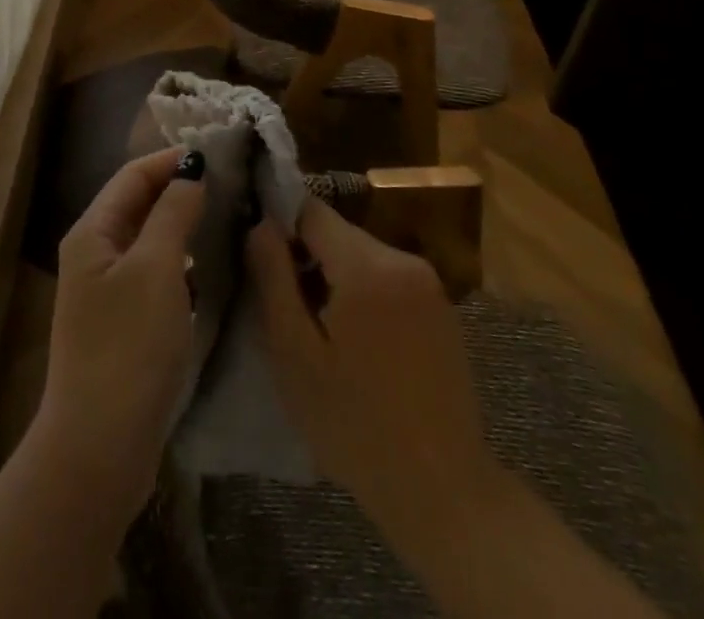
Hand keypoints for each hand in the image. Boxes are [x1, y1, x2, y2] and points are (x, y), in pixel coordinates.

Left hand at [36, 147, 205, 520]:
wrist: (100, 448)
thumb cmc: (128, 347)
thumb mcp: (156, 270)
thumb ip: (173, 213)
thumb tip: (190, 167)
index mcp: (93, 232)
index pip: (133, 175)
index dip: (171, 159)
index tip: (218, 154)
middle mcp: (95, 253)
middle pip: (139, 203)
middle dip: (180, 188)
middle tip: (232, 182)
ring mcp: (108, 291)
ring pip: (150, 239)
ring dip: (184, 224)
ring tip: (229, 215)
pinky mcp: (125, 323)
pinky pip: (156, 273)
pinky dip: (183, 261)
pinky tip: (213, 266)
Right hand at [246, 198, 498, 553]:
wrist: (443, 493)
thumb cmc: (355, 425)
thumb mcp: (294, 354)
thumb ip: (273, 278)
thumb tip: (259, 224)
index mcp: (367, 266)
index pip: (310, 210)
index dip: (279, 226)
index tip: (261, 259)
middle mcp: (403, 260)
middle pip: (337, 232)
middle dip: (306, 256)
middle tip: (285, 306)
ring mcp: (428, 283)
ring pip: (360, 254)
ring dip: (333, 275)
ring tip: (317, 328)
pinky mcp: (441, 307)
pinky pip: (386, 277)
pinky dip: (363, 292)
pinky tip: (355, 341)